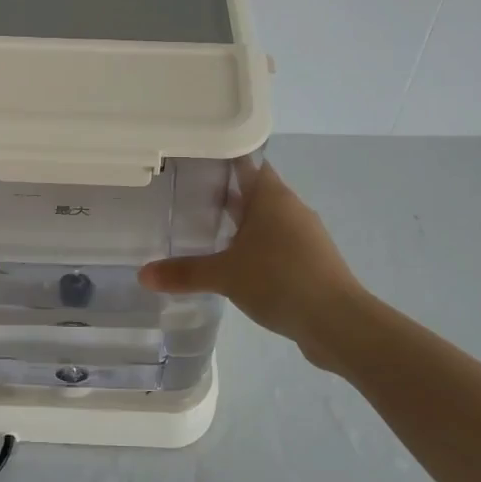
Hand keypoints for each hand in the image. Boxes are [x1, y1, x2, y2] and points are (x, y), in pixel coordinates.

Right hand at [138, 162, 367, 353]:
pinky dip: (255, 247)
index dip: (219, 159)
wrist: (338, 323)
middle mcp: (290, 207)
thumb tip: (142, 275)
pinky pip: (276, 243)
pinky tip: (234, 263)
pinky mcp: (311, 260)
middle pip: (253, 189)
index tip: (190, 162)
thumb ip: (184, 272)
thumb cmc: (280, 281)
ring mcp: (304, 234)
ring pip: (265, 218)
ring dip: (240, 223)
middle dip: (223, 193)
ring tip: (204, 230)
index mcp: (271, 195)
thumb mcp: (225, 275)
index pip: (244, 162)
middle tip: (185, 197)